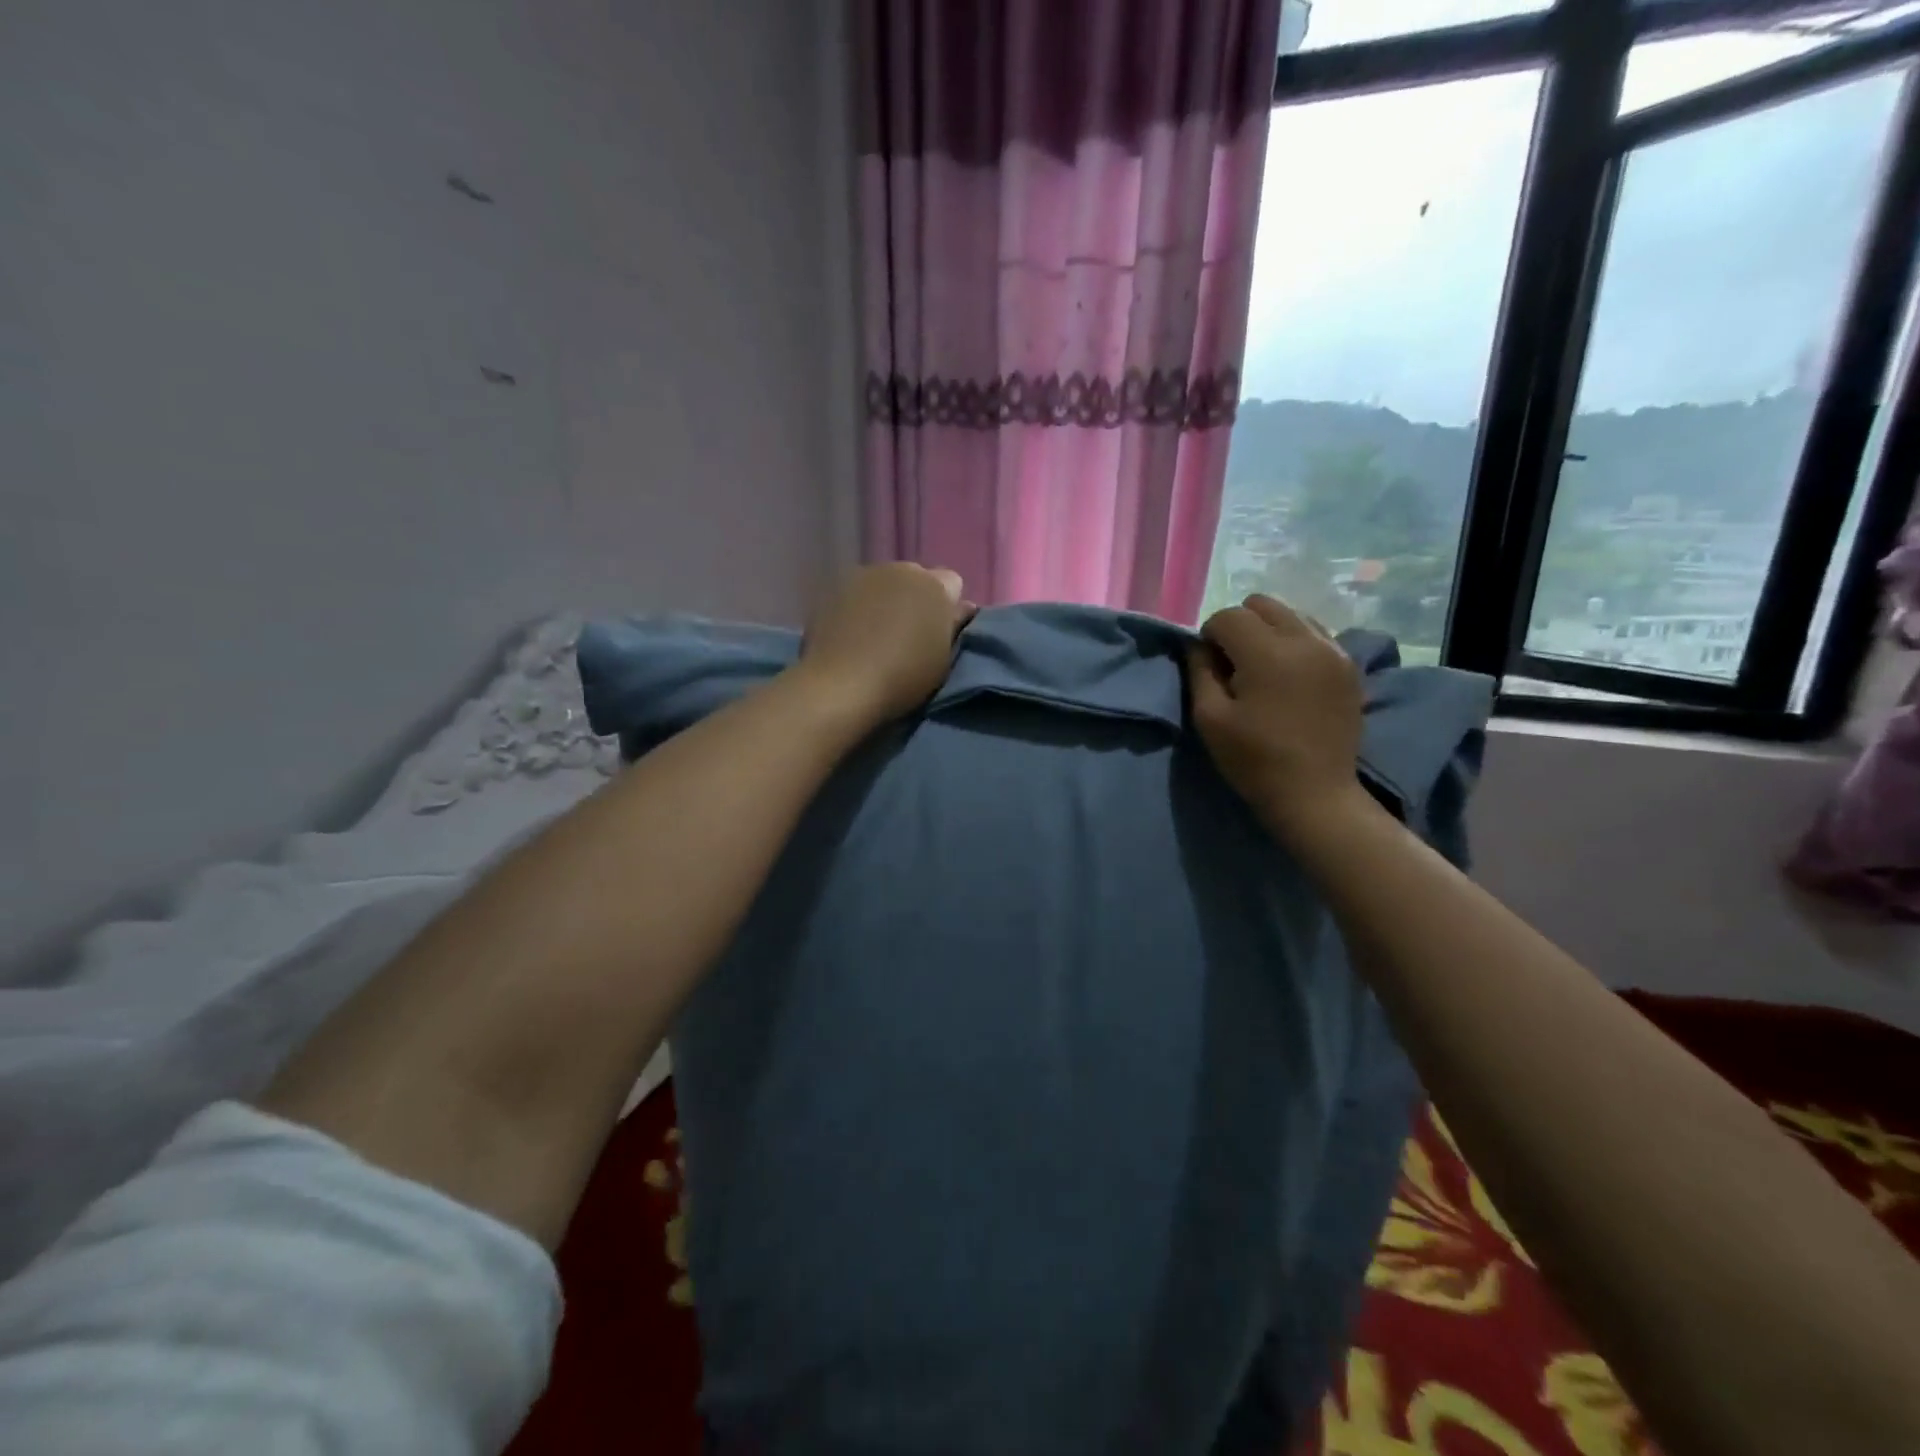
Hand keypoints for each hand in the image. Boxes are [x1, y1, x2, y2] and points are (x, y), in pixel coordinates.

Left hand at [796, 563, 972, 728]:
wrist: (842, 685)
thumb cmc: (904, 676)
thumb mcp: (943, 658)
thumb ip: (954, 626)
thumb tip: (962, 608)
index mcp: (934, 585)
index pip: (952, 583)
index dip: (948, 607)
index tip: (940, 634)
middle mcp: (899, 570)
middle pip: (916, 579)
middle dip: (917, 599)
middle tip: (910, 635)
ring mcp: (862, 576)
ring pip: (885, 584)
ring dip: (887, 602)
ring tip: (878, 636)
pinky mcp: (833, 591)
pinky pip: (857, 595)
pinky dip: (860, 609)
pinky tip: (854, 636)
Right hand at [1186, 594, 1368, 840]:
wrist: (1315, 794)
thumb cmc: (1254, 760)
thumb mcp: (1210, 718)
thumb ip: (1200, 672)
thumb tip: (1199, 646)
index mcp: (1268, 653)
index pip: (1228, 616)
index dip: (1210, 636)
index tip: (1209, 666)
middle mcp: (1305, 640)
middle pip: (1262, 604)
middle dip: (1240, 625)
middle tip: (1233, 663)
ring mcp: (1334, 650)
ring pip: (1291, 614)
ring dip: (1269, 631)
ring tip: (1263, 669)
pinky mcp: (1349, 665)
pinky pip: (1315, 633)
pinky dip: (1295, 642)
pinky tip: (1289, 676)